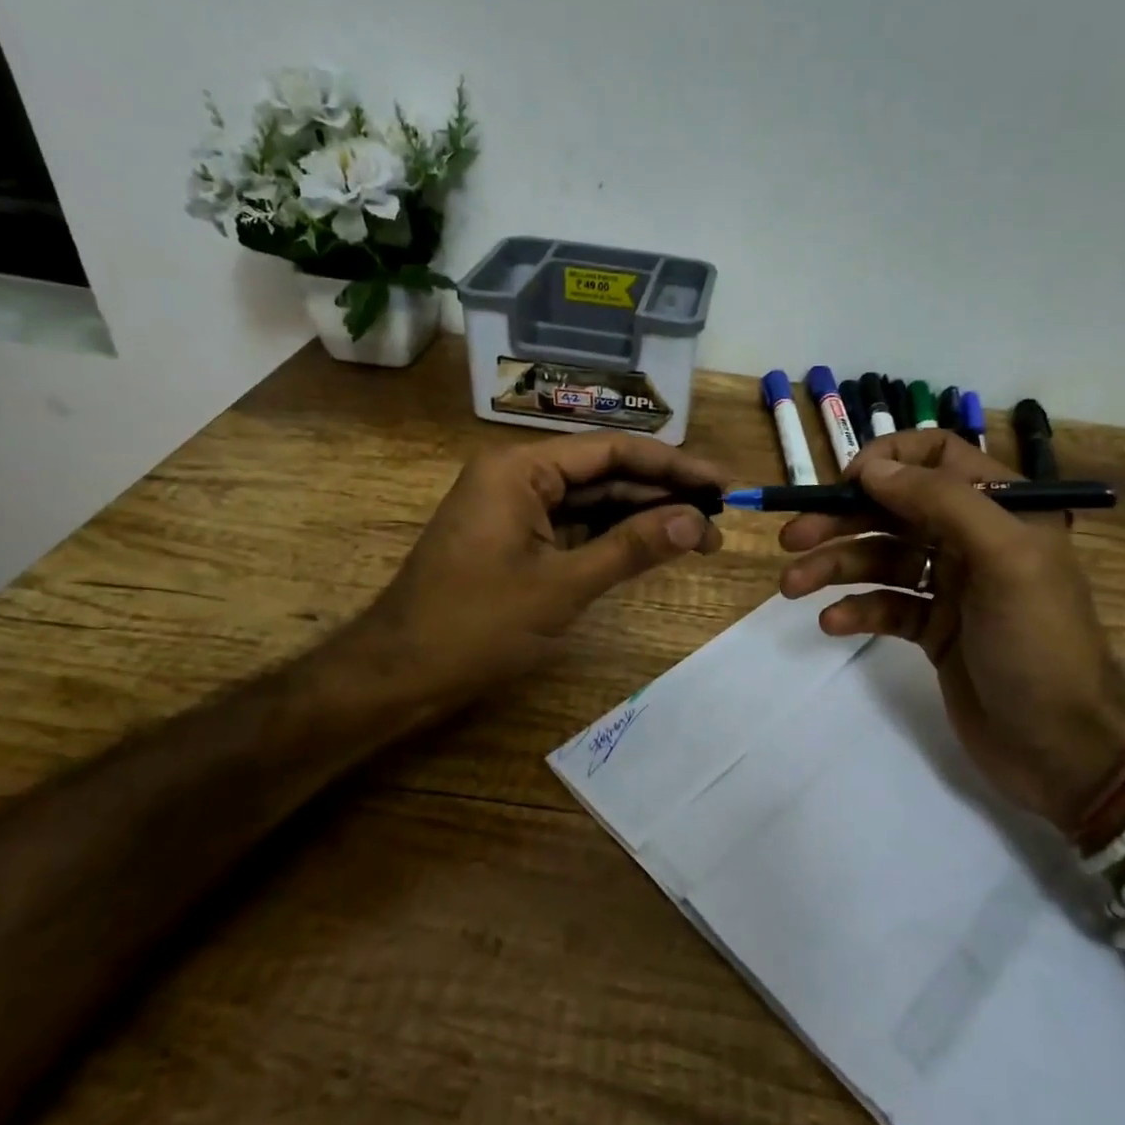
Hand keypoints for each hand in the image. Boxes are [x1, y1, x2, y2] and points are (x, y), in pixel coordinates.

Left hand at [324, 433, 724, 722]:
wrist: (400, 673)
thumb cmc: (475, 625)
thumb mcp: (562, 586)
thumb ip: (632, 548)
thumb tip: (697, 523)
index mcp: (521, 467)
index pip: (613, 450)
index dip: (674, 465)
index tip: (723, 483)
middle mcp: (518, 474)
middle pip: (606, 472)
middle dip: (663, 495)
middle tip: (721, 518)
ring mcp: (515, 506)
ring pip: (593, 500)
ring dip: (643, 517)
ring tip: (700, 537)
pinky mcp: (516, 537)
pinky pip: (574, 525)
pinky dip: (613, 536)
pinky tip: (654, 546)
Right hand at [777, 430, 1124, 831]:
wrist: (1065, 747)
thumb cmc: (1039, 642)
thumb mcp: (1004, 557)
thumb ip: (940, 501)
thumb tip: (870, 467)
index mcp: (1000, 507)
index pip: (937, 456)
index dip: (888, 460)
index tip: (846, 483)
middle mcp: (973, 538)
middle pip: (894, 510)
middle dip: (842, 519)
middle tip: (791, 538)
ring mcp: (952, 587)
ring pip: (881, 558)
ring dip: (835, 566)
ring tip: (792, 585)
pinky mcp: (933, 629)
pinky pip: (885, 605)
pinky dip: (856, 609)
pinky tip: (832, 623)